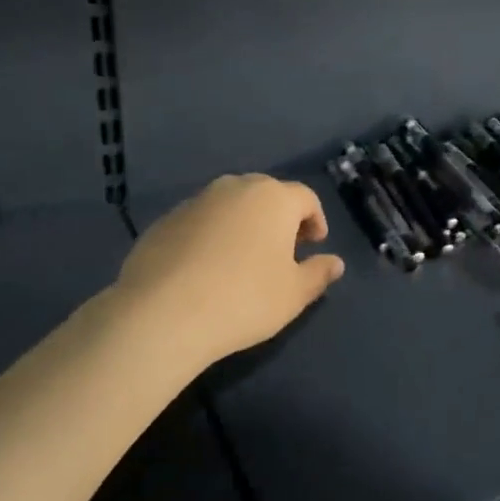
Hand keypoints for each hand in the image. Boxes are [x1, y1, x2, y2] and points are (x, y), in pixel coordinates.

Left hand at [114, 174, 345, 367]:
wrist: (164, 312)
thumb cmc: (244, 299)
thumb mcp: (294, 294)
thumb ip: (318, 273)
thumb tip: (336, 263)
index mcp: (273, 198)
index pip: (305, 198)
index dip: (316, 220)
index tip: (314, 246)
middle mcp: (234, 188)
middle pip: (267, 194)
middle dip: (280, 218)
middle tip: (282, 251)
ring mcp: (196, 201)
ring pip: (231, 205)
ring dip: (244, 224)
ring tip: (243, 260)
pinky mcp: (165, 220)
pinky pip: (201, 221)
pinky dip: (212, 235)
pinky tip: (206, 268)